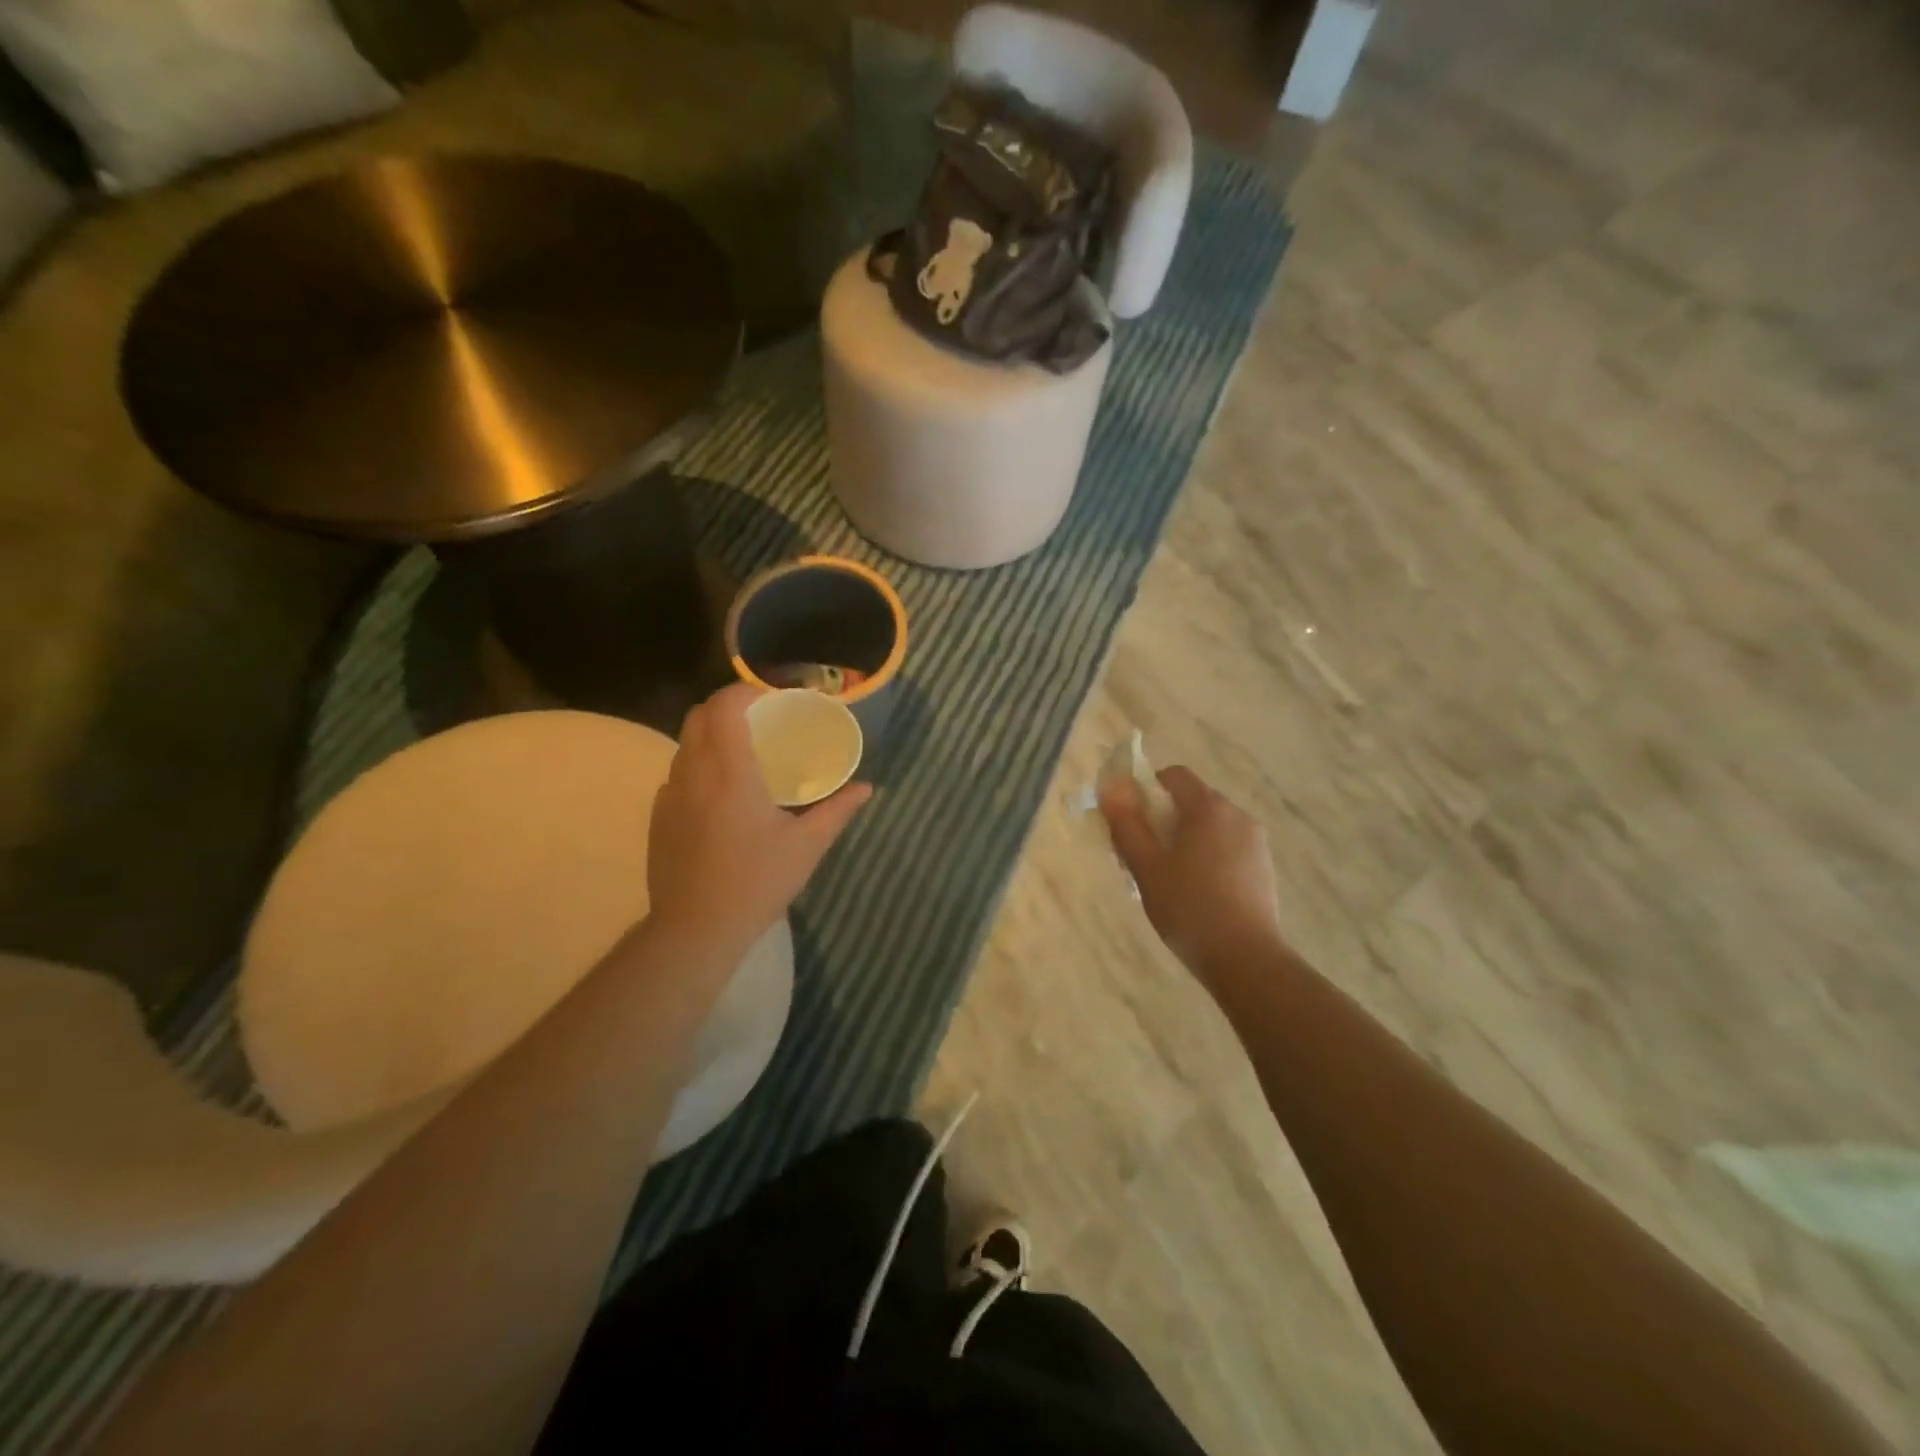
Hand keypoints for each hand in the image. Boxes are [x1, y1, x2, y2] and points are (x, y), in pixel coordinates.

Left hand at [647, 683, 870, 953]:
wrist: (696, 929)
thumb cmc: (757, 882)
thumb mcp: (807, 846)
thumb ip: (838, 810)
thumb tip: (867, 788)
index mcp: (730, 771)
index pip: (725, 706)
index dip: (745, 690)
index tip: (771, 697)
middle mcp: (693, 772)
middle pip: (699, 716)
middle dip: (726, 706)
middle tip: (760, 718)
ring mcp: (669, 795)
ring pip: (684, 744)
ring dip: (710, 735)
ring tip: (742, 753)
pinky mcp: (658, 817)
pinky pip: (677, 774)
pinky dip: (698, 766)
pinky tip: (719, 794)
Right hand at [1099, 765, 1285, 988]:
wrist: (1245, 958)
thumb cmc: (1187, 907)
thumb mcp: (1146, 866)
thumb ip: (1126, 823)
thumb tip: (1111, 788)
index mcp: (1208, 807)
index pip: (1173, 776)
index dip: (1146, 789)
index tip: (1130, 820)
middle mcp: (1236, 815)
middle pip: (1191, 801)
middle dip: (1162, 819)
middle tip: (1141, 855)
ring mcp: (1255, 842)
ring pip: (1209, 827)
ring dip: (1184, 840)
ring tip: (1167, 880)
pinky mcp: (1263, 867)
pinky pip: (1226, 848)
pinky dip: (1206, 857)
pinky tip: (1195, 894)